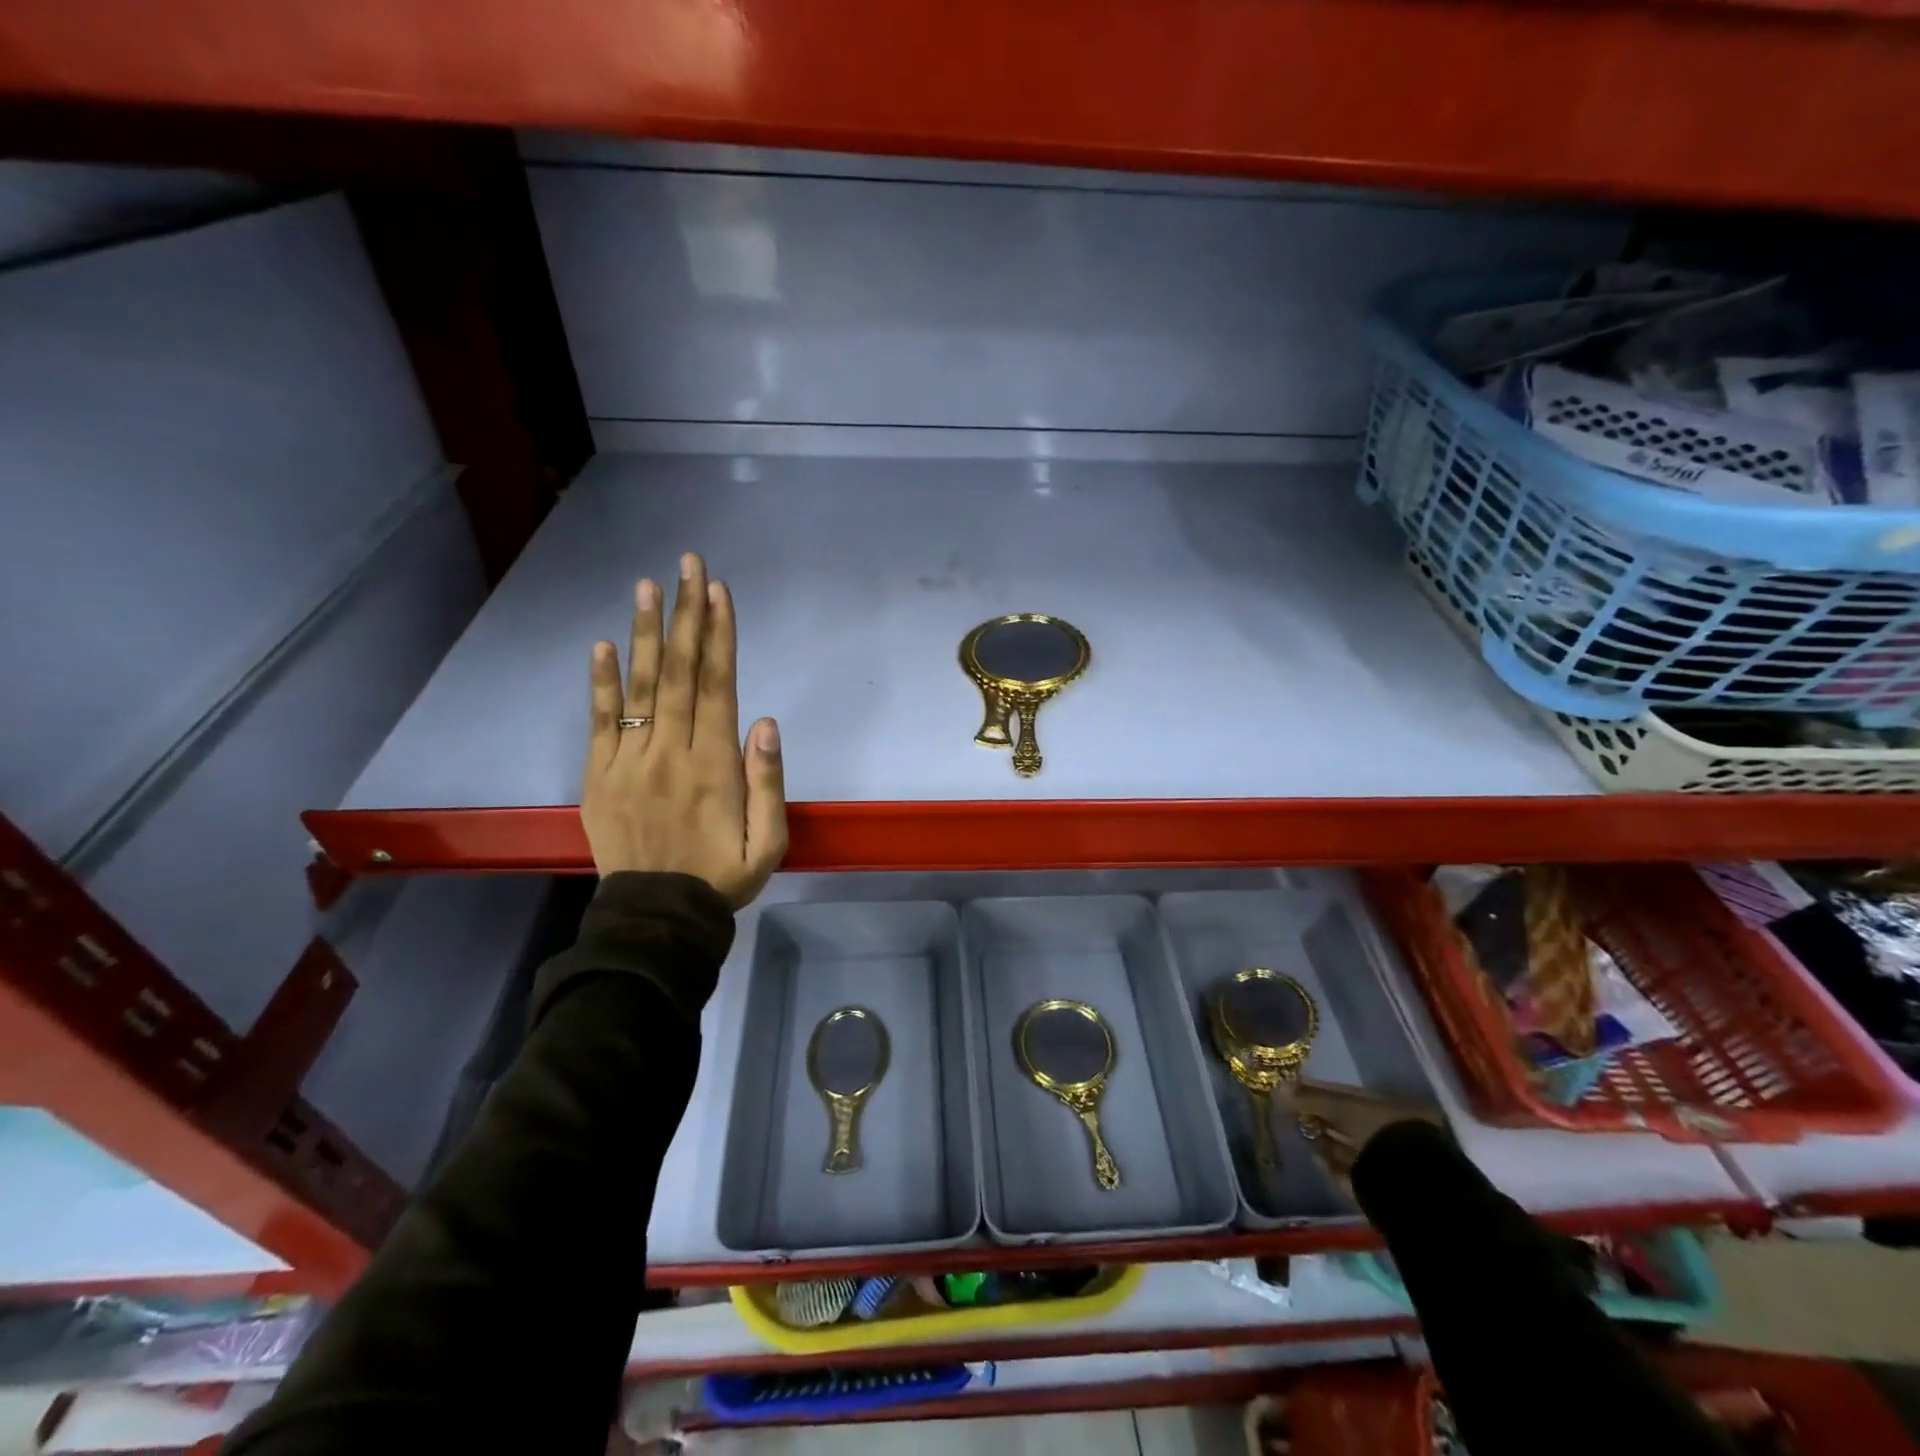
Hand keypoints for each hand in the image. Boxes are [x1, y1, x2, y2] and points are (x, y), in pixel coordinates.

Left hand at [581, 552, 786, 906]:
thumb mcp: (769, 843)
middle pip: (680, 672)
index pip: (717, 686)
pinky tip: (600, 645)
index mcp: (714, 765)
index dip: (719, 636)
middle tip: (688, 565)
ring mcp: (629, 761)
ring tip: (647, 586)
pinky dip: (599, 682)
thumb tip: (766, 722)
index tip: (718, 591)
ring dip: (644, 633)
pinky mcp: (600, 776)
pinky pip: (599, 722)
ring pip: (640, 687)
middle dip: (686, 615)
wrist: (658, 917)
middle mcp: (671, 751)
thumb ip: (769, 783)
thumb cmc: (721, 877)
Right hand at [1281, 1077, 1443, 1197]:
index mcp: (1387, 1108)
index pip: (1345, 1094)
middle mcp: (1387, 1131)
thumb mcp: (1341, 1107)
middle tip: (1289, 1109)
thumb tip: (1278, 1088)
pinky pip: (1347, 1170)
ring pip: (1345, 1145)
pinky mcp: (1376, 1186)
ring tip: (1299, 1131)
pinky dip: (1330, 1163)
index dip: (1317, 1090)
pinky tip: (1315, 1157)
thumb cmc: (1378, 1130)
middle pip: (1344, 1120)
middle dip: (1317, 1115)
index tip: (1291, 1086)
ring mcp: (1384, 1159)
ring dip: (1321, 1139)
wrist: (1407, 1183)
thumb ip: (1309, 1099)